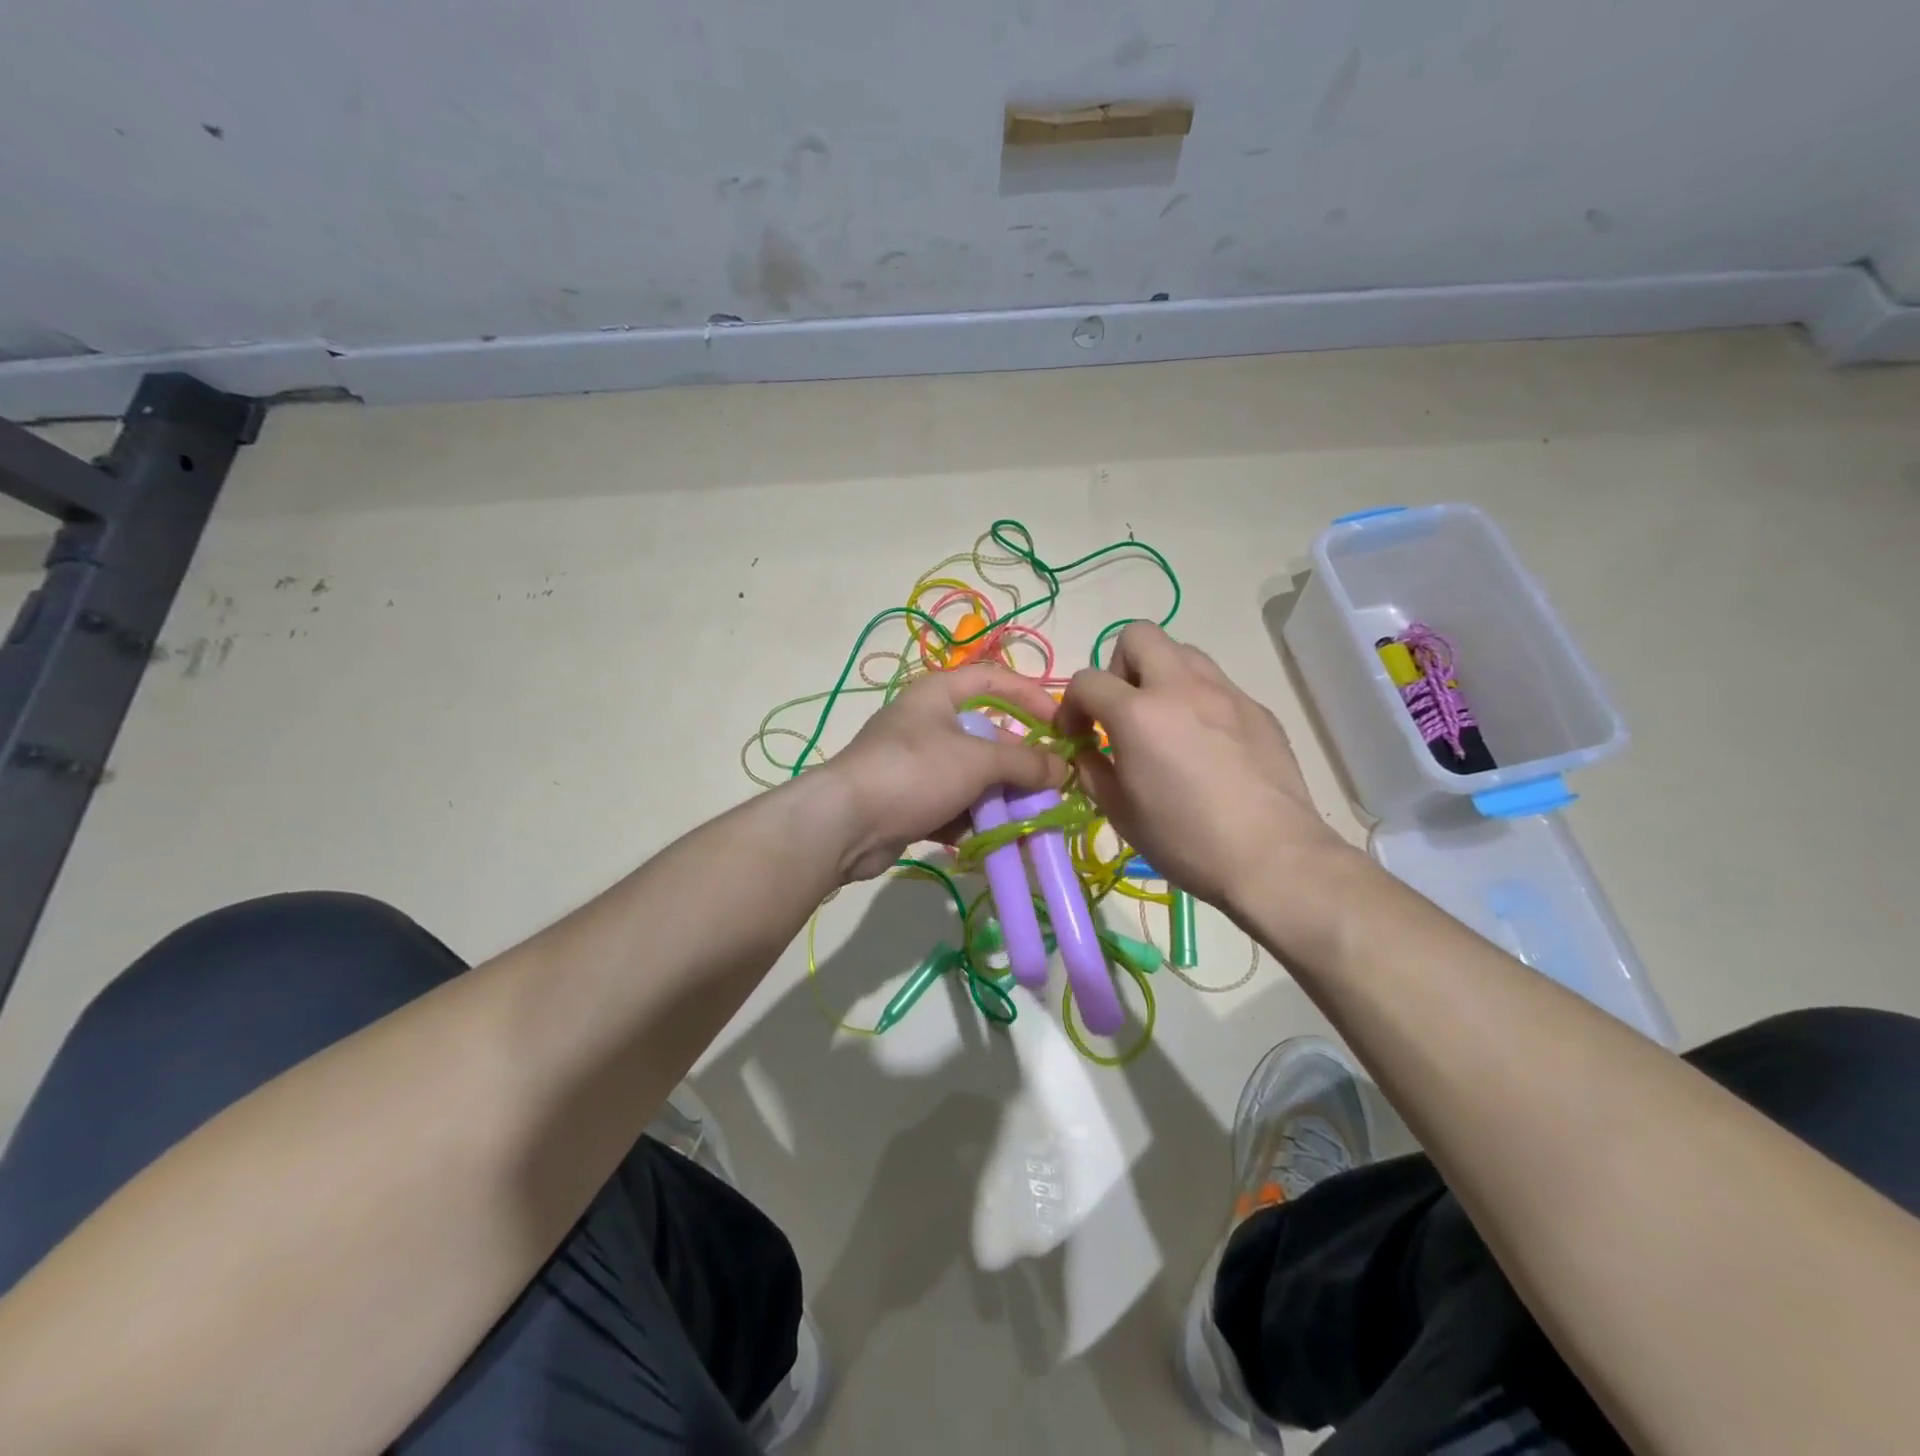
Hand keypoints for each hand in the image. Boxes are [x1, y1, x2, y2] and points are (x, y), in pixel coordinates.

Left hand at [821, 663, 1065, 882]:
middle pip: (987, 736)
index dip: (1031, 696)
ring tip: (1030, 823)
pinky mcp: (910, 802)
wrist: (845, 823)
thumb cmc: (915, 772)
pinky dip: (974, 823)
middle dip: (1019, 764)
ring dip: (1001, 800)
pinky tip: (997, 843)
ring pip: (973, 777)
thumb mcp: (976, 761)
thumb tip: (1060, 768)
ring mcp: (917, 765)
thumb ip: (1023, 762)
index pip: (994, 680)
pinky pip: (953, 807)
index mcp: (939, 694)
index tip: (1061, 724)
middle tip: (1049, 788)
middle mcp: (928, 723)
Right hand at [1059, 622, 1349, 913]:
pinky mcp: (1257, 709)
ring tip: (1165, 723)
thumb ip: (1091, 770)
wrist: (1272, 857)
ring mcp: (1226, 693)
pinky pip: (1217, 685)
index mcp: (1138, 713)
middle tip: (1123, 712)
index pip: (1087, 680)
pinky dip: (1199, 702)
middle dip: (1119, 667)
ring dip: (1161, 677)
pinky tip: (1207, 746)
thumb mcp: (1119, 812)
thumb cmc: (1185, 840)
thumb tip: (1086, 751)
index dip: (1072, 706)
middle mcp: (1181, 687)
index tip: (1078, 737)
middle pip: (1139, 635)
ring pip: (1183, 652)